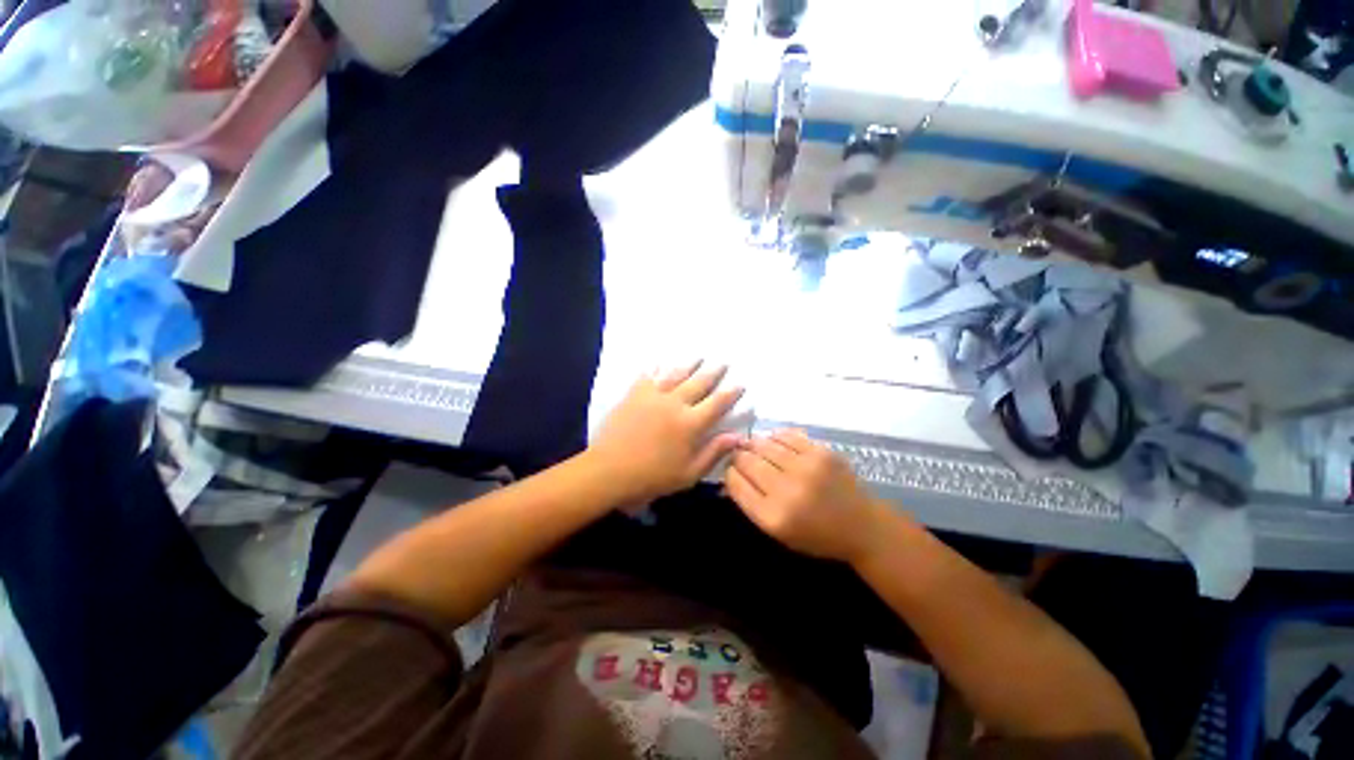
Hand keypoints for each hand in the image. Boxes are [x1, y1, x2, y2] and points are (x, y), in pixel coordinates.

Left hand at [588, 361, 743, 506]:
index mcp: (691, 423)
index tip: (740, 384)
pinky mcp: (634, 394)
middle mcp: (675, 403)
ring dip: (689, 365)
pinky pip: (648, 376)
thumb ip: (713, 453)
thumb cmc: (652, 477)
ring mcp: (653, 396)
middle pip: (699, 383)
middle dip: (713, 372)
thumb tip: (737, 436)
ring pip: (676, 375)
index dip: (731, 393)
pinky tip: (659, 362)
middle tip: (723, 362)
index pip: (717, 403)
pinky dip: (656, 368)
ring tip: (699, 356)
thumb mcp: (688, 473)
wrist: (609, 470)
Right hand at [725, 430, 886, 563]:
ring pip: (763, 444)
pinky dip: (775, 437)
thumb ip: (750, 503)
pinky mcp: (821, 452)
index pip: (736, 482)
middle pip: (747, 460)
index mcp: (773, 516)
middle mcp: (787, 490)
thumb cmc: (815, 535)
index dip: (729, 472)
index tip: (732, 470)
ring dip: (754, 444)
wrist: (862, 527)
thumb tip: (729, 476)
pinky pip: (786, 435)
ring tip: (754, 447)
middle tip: (740, 456)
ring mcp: (806, 468)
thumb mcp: (777, 531)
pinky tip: (774, 443)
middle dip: (739, 456)